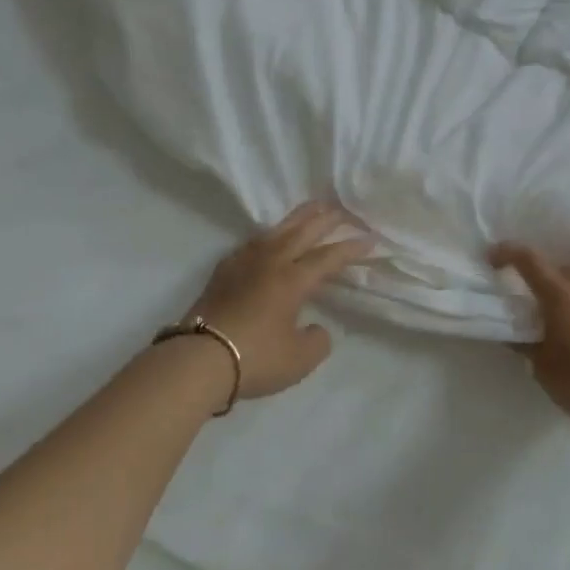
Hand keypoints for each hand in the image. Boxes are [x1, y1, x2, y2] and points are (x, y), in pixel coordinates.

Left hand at [186, 201, 373, 399]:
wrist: (198, 360)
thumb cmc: (255, 358)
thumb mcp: (299, 360)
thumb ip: (317, 340)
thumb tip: (313, 327)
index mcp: (293, 279)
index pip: (328, 257)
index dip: (351, 248)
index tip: (371, 240)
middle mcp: (270, 262)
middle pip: (303, 232)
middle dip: (326, 220)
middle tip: (343, 210)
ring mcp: (243, 263)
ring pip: (276, 231)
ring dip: (297, 218)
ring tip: (311, 209)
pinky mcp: (223, 272)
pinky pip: (253, 242)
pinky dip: (270, 234)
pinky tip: (269, 237)